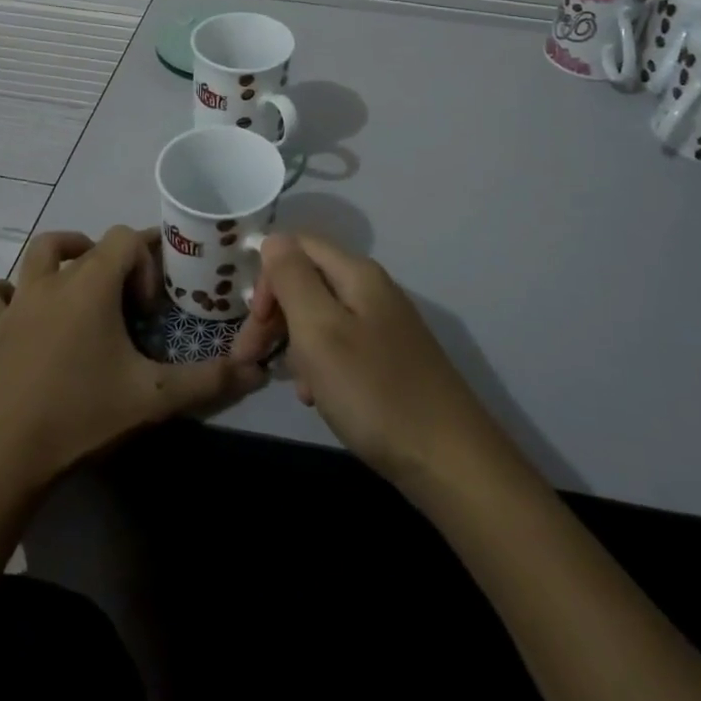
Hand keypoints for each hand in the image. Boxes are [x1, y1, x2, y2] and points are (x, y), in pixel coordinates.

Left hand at [0, 227, 266, 489]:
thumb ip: (208, 380)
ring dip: (63, 258)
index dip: (146, 263)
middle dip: (114, 265)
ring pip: (39, 253)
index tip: (150, 309)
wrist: (6, 457)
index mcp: (92, 284)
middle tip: (127, 306)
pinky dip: (6, 293)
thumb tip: (258, 369)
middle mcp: (53, 280)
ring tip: (81, 288)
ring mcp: (17, 302)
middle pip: (89, 245)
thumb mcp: (154, 397)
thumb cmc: (83, 415)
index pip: (125, 238)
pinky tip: (21, 312)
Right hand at [235, 233, 511, 492]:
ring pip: (322, 317)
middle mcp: (372, 290)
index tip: (253, 326)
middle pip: (308, 281)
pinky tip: (320, 399)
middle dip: (276, 315)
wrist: (450, 461)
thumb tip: (274, 239)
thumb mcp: (320, 330)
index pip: (296, 246)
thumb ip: (293, 278)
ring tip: (297, 386)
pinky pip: (342, 347)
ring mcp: (384, 325)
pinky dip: (321, 366)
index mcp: (356, 273)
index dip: (267, 278)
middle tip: (251, 359)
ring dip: (297, 345)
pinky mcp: (391, 360)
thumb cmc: (374, 392)